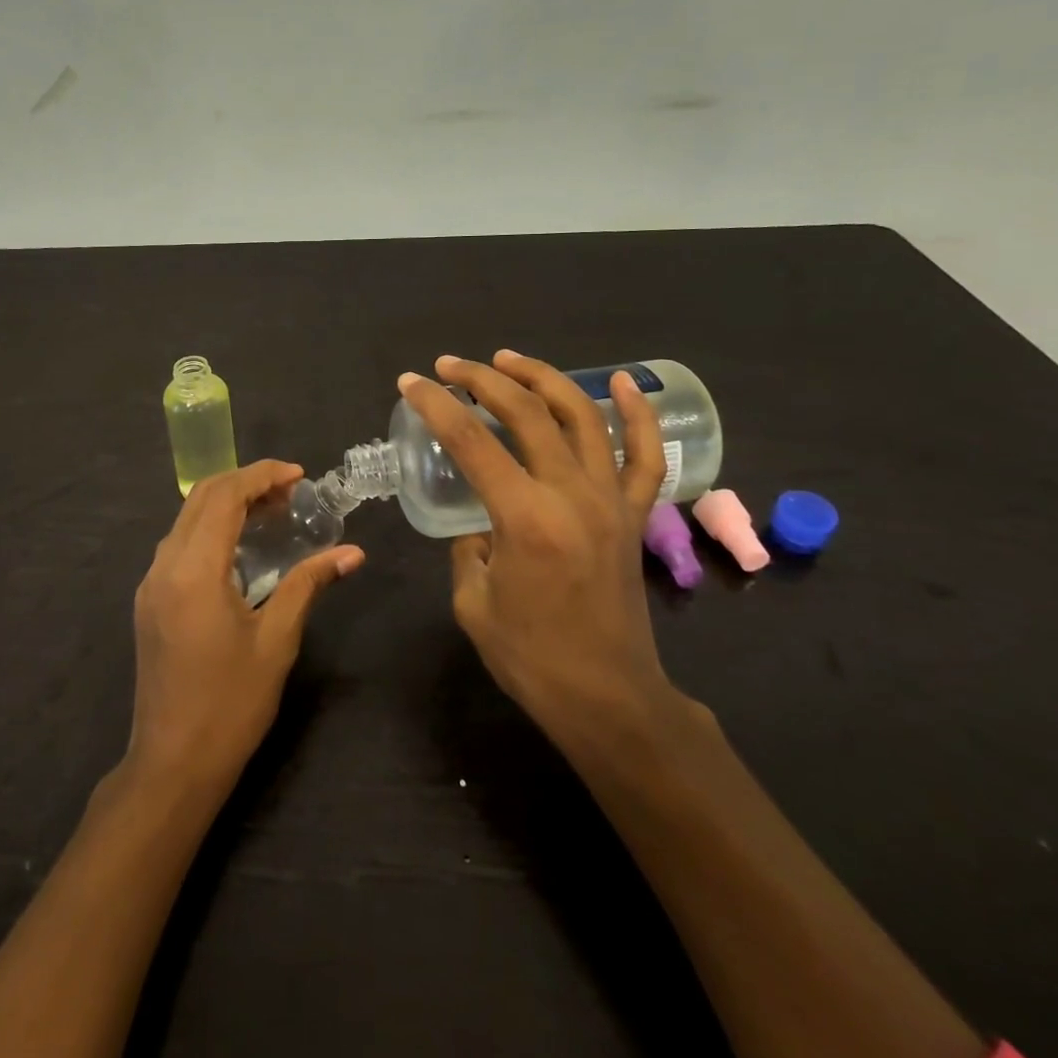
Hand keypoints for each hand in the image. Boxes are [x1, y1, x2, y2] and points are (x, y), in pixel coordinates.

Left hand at [127, 461, 363, 790]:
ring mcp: (150, 583)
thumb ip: (308, 584)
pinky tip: (242, 548)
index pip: (224, 496)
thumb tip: (352, 552)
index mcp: (194, 570)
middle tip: (291, 493)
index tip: (299, 476)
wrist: (172, 764)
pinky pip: (179, 544)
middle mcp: (164, 566)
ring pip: (186, 519)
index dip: (262, 476)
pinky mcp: (149, 601)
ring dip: (227, 504)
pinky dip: (211, 529)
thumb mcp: (276, 641)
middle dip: (245, 483)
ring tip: (273, 513)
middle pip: (201, 498)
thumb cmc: (230, 704)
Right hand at [398, 352, 678, 752]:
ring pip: (582, 417)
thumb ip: (468, 548)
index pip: (472, 441)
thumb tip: (479, 522)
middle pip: (526, 413)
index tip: (412, 383)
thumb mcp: (472, 601)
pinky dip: (638, 415)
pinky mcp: (635, 515)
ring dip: (542, 378)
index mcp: (525, 518)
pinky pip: (646, 456)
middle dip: (482, 379)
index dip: (436, 406)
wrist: (607, 698)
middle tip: (450, 366)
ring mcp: (611, 500)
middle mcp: (572, 495)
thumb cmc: (531, 658)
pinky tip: (624, 382)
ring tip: (508, 360)